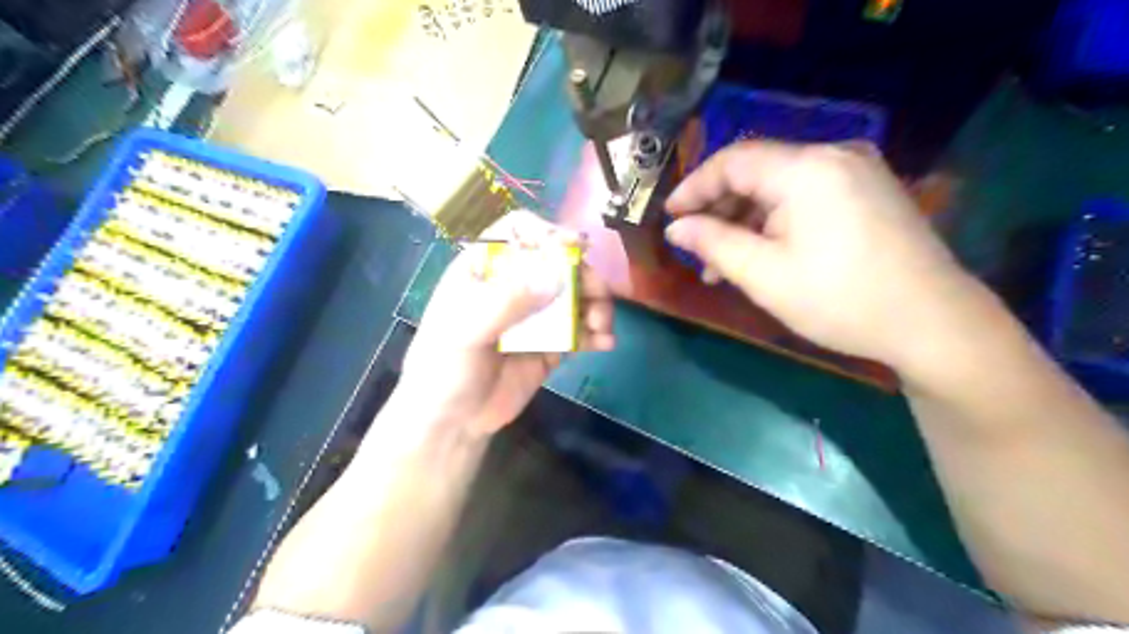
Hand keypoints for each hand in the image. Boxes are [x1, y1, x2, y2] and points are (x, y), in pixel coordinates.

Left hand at [393, 211, 614, 438]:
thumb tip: (556, 276)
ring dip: (596, 304)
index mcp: (485, 271)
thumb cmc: (444, 368)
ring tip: (602, 325)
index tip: (574, 247)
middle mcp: (513, 287)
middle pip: (557, 263)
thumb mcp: (465, 330)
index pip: (518, 232)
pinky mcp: (551, 346)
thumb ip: (507, 302)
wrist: (452, 423)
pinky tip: (604, 343)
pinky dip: (596, 333)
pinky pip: (580, 331)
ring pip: (575, 296)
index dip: (547, 233)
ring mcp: (535, 317)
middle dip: (583, 274)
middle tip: (599, 294)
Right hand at [663, 135, 983, 365]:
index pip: (732, 161)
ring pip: (780, 186)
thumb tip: (676, 228)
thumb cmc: (840, 300)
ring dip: (746, 220)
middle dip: (719, 209)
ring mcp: (856, 171)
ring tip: (723, 264)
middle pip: (757, 170)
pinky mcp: (868, 190)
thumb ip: (714, 244)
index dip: (694, 187)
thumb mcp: (765, 276)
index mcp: (807, 169)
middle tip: (695, 248)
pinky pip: (806, 196)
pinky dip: (776, 221)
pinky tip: (763, 253)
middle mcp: (833, 155)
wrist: (934, 323)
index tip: (669, 217)